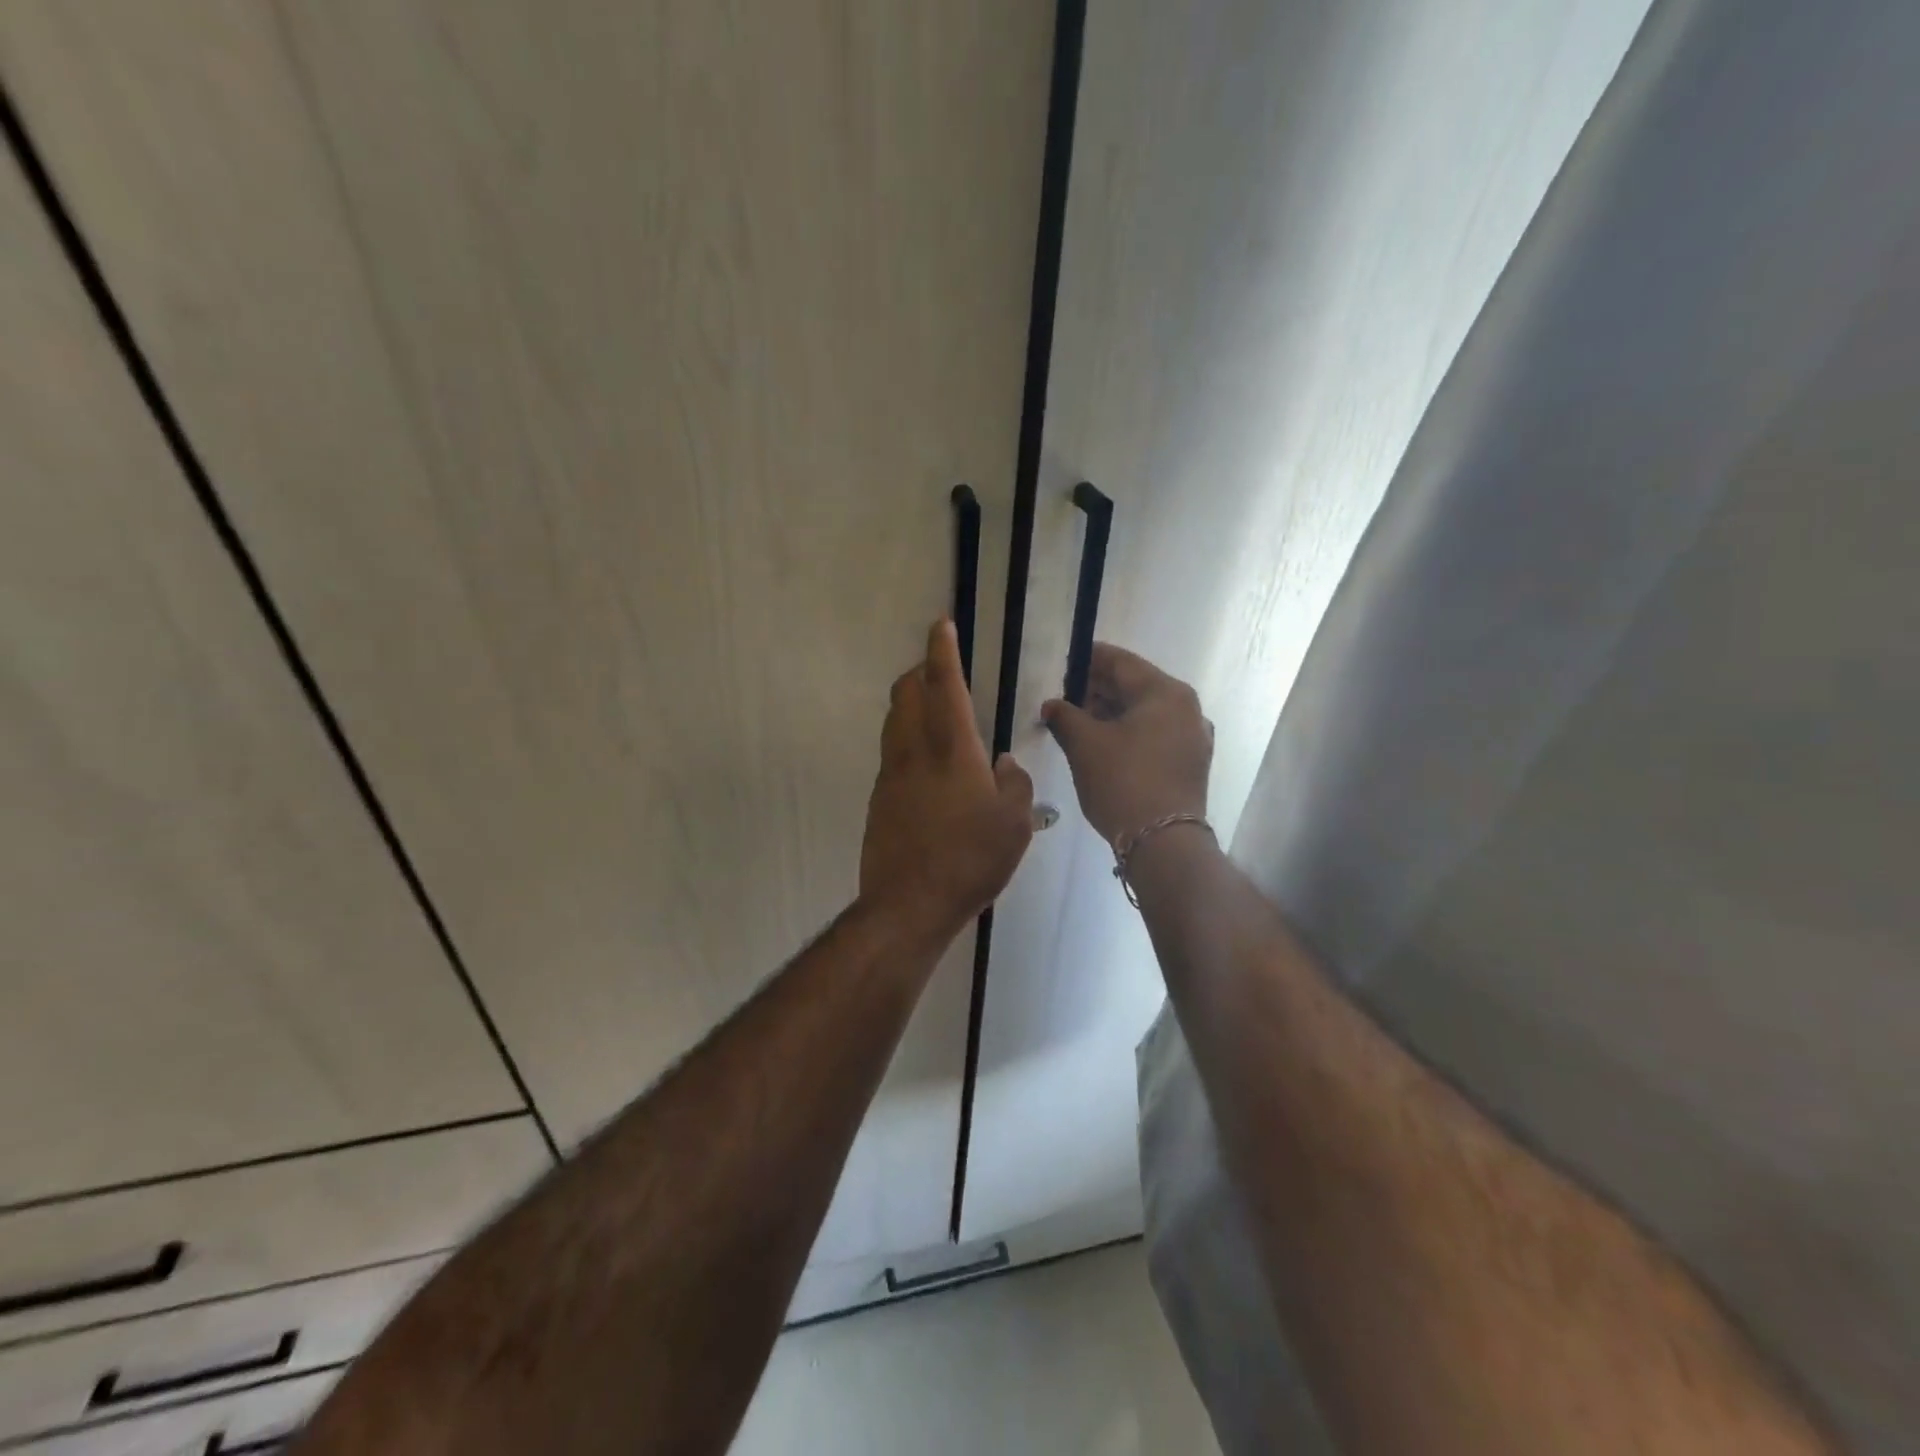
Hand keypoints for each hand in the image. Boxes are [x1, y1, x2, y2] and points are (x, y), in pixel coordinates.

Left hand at [860, 620, 1034, 932]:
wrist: (908, 904)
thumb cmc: (970, 860)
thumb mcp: (1014, 823)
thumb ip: (1014, 783)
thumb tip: (1004, 763)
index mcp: (951, 750)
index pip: (944, 685)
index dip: (942, 652)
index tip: (940, 625)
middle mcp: (914, 752)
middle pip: (906, 694)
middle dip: (920, 672)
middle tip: (940, 672)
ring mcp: (890, 775)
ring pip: (894, 722)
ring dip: (910, 704)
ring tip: (934, 713)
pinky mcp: (879, 800)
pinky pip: (892, 754)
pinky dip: (907, 741)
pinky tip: (928, 766)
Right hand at [1041, 644, 1211, 843]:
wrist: (1163, 842)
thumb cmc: (1122, 781)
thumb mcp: (1084, 744)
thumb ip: (1065, 716)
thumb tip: (1052, 705)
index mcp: (1165, 692)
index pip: (1120, 662)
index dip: (1088, 661)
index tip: (1063, 666)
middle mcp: (1186, 708)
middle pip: (1135, 686)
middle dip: (1098, 690)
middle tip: (1065, 698)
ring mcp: (1193, 737)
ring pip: (1145, 713)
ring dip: (1112, 714)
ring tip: (1078, 723)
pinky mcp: (1190, 764)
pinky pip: (1155, 735)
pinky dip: (1129, 733)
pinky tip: (1103, 746)